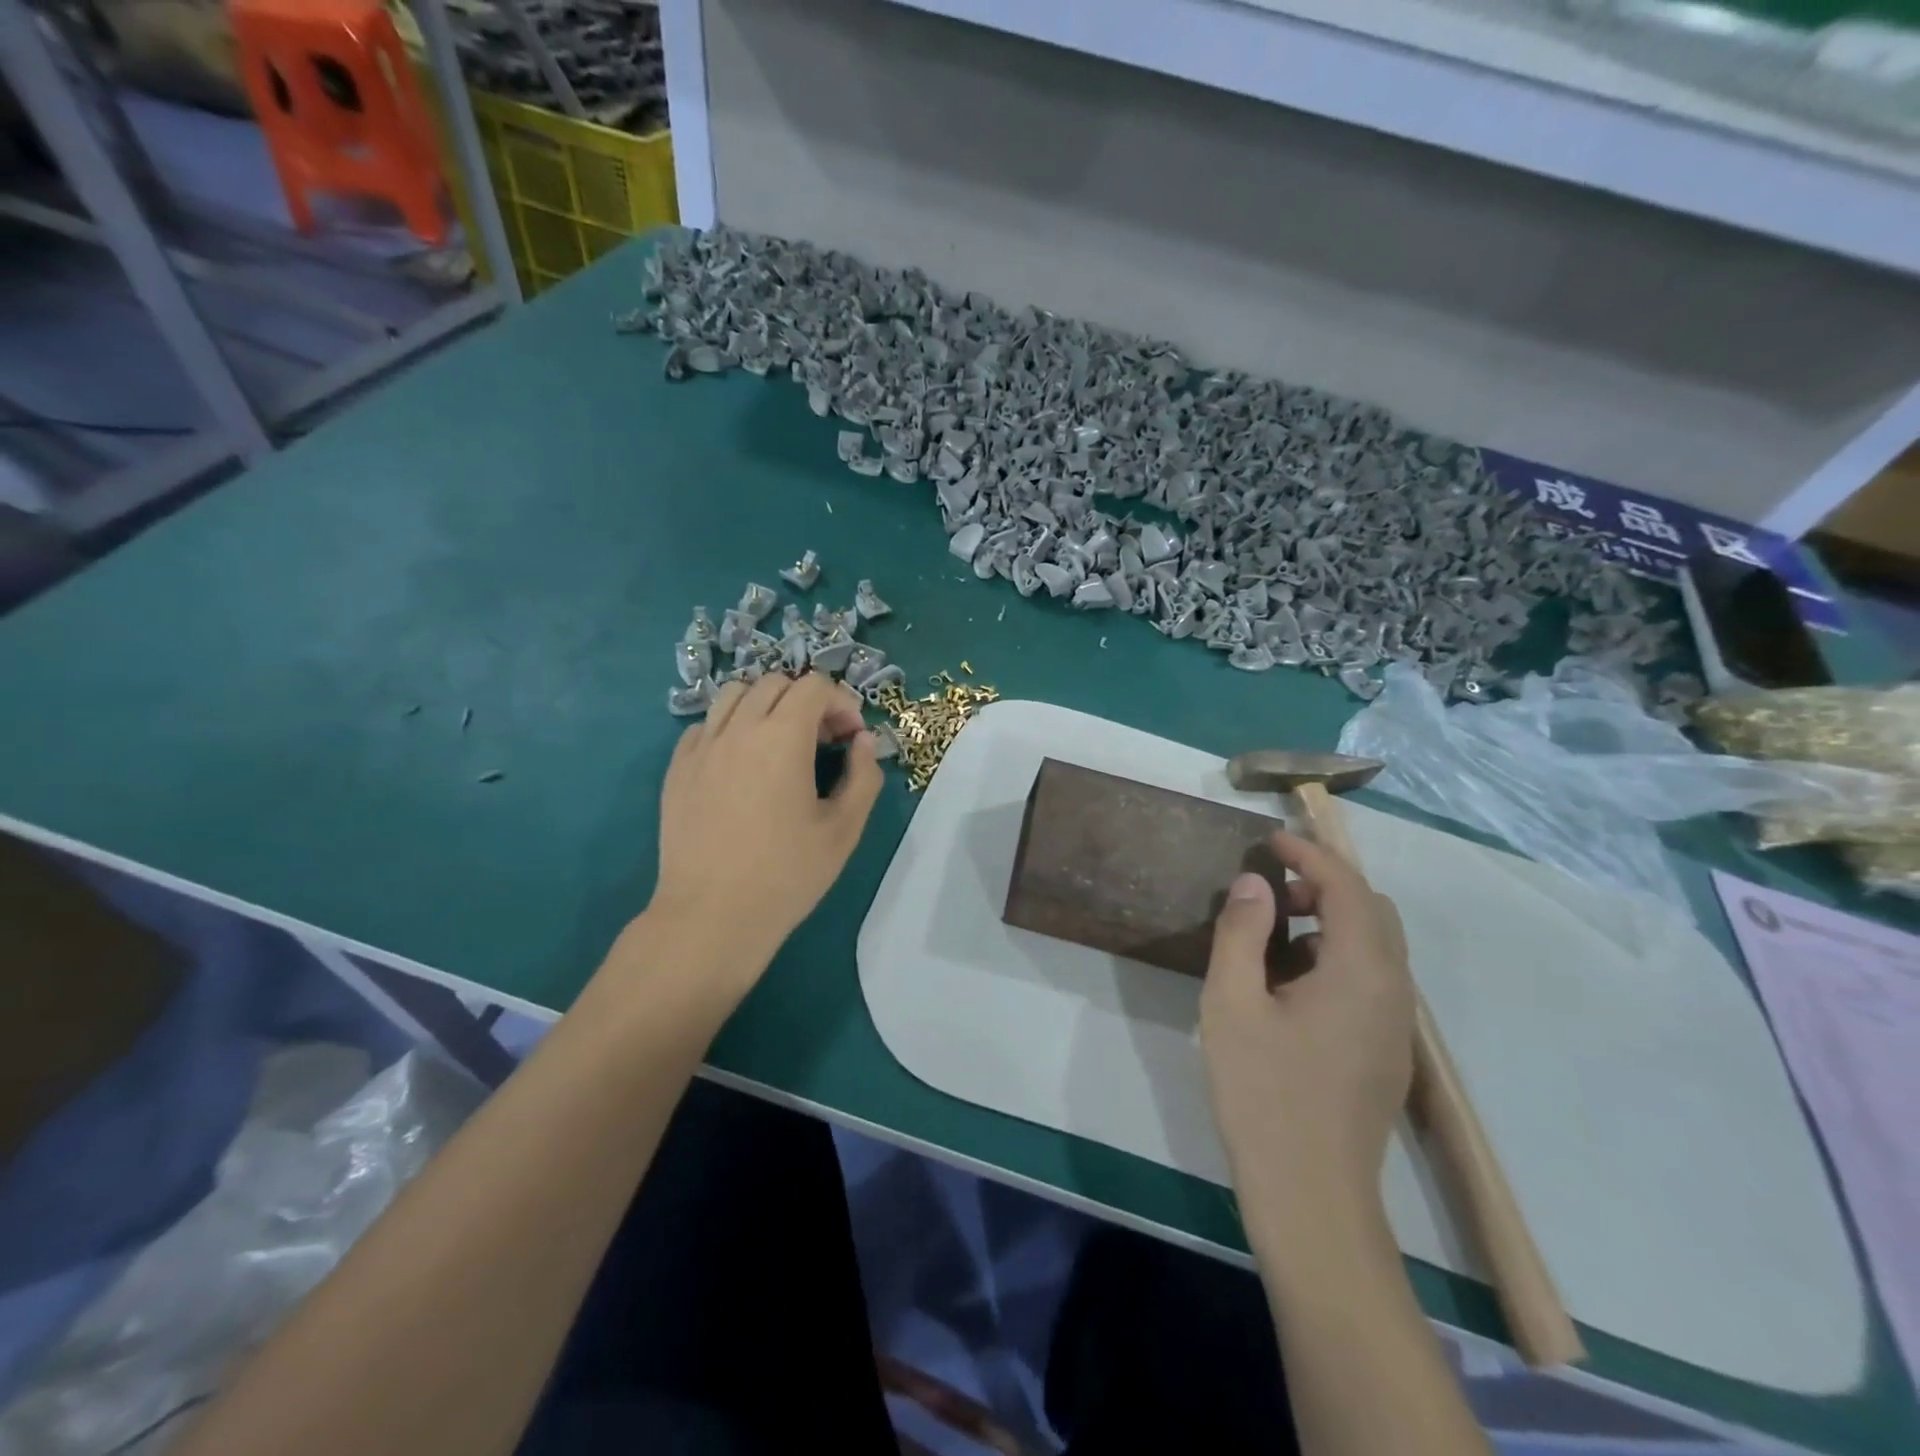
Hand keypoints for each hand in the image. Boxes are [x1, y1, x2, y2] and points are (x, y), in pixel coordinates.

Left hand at [645, 672, 881, 995]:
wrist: (711, 916)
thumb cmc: (786, 874)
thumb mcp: (844, 829)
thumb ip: (863, 776)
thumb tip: (863, 742)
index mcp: (782, 737)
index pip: (814, 686)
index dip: (842, 703)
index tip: (852, 739)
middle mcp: (739, 728)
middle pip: (775, 682)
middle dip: (807, 701)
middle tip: (822, 741)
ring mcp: (702, 746)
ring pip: (734, 694)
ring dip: (765, 705)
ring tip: (779, 742)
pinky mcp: (678, 768)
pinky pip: (706, 725)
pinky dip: (731, 728)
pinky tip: (742, 764)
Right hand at [1200, 831, 1413, 1228]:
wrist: (1311, 1196)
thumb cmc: (1263, 1092)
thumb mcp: (1232, 1003)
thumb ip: (1243, 932)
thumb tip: (1255, 883)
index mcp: (1362, 971)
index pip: (1347, 887)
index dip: (1311, 854)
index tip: (1271, 840)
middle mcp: (1394, 990)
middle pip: (1372, 911)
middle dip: (1324, 885)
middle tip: (1269, 892)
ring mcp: (1396, 1025)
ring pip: (1375, 946)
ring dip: (1330, 921)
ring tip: (1272, 935)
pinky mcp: (1387, 1051)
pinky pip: (1371, 978)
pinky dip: (1337, 954)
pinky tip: (1290, 984)